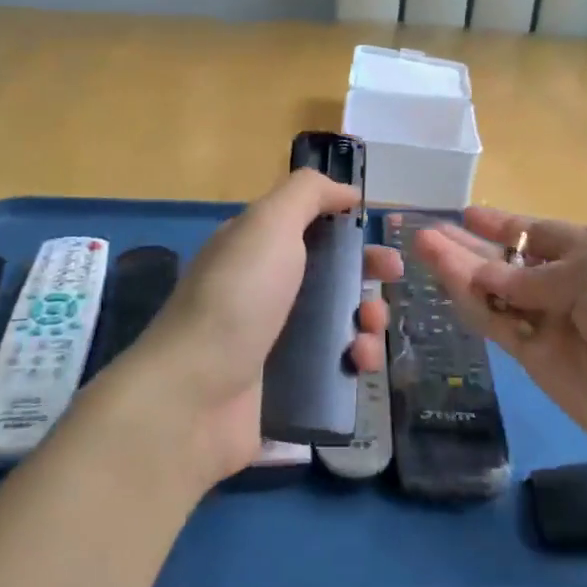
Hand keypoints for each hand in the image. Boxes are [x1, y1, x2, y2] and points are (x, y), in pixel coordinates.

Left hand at [125, 170, 399, 484]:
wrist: (194, 396)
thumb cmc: (237, 298)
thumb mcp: (269, 224)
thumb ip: (308, 194)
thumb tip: (347, 190)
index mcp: (257, 248)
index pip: (310, 227)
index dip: (346, 227)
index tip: (377, 234)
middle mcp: (265, 289)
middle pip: (331, 274)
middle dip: (367, 273)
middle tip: (392, 280)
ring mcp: (274, 340)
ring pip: (339, 321)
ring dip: (368, 321)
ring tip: (370, 332)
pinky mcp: (287, 386)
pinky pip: (334, 367)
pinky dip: (355, 362)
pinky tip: (360, 364)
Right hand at [414, 208, 586, 488]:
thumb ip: (535, 274)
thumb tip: (486, 275)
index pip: (543, 233)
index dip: (505, 225)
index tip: (467, 214)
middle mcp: (574, 286)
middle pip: (513, 261)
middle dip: (472, 245)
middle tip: (427, 230)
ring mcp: (554, 325)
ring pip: (497, 291)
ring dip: (461, 270)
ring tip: (422, 245)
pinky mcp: (538, 362)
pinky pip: (498, 325)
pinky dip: (472, 304)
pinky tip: (444, 281)